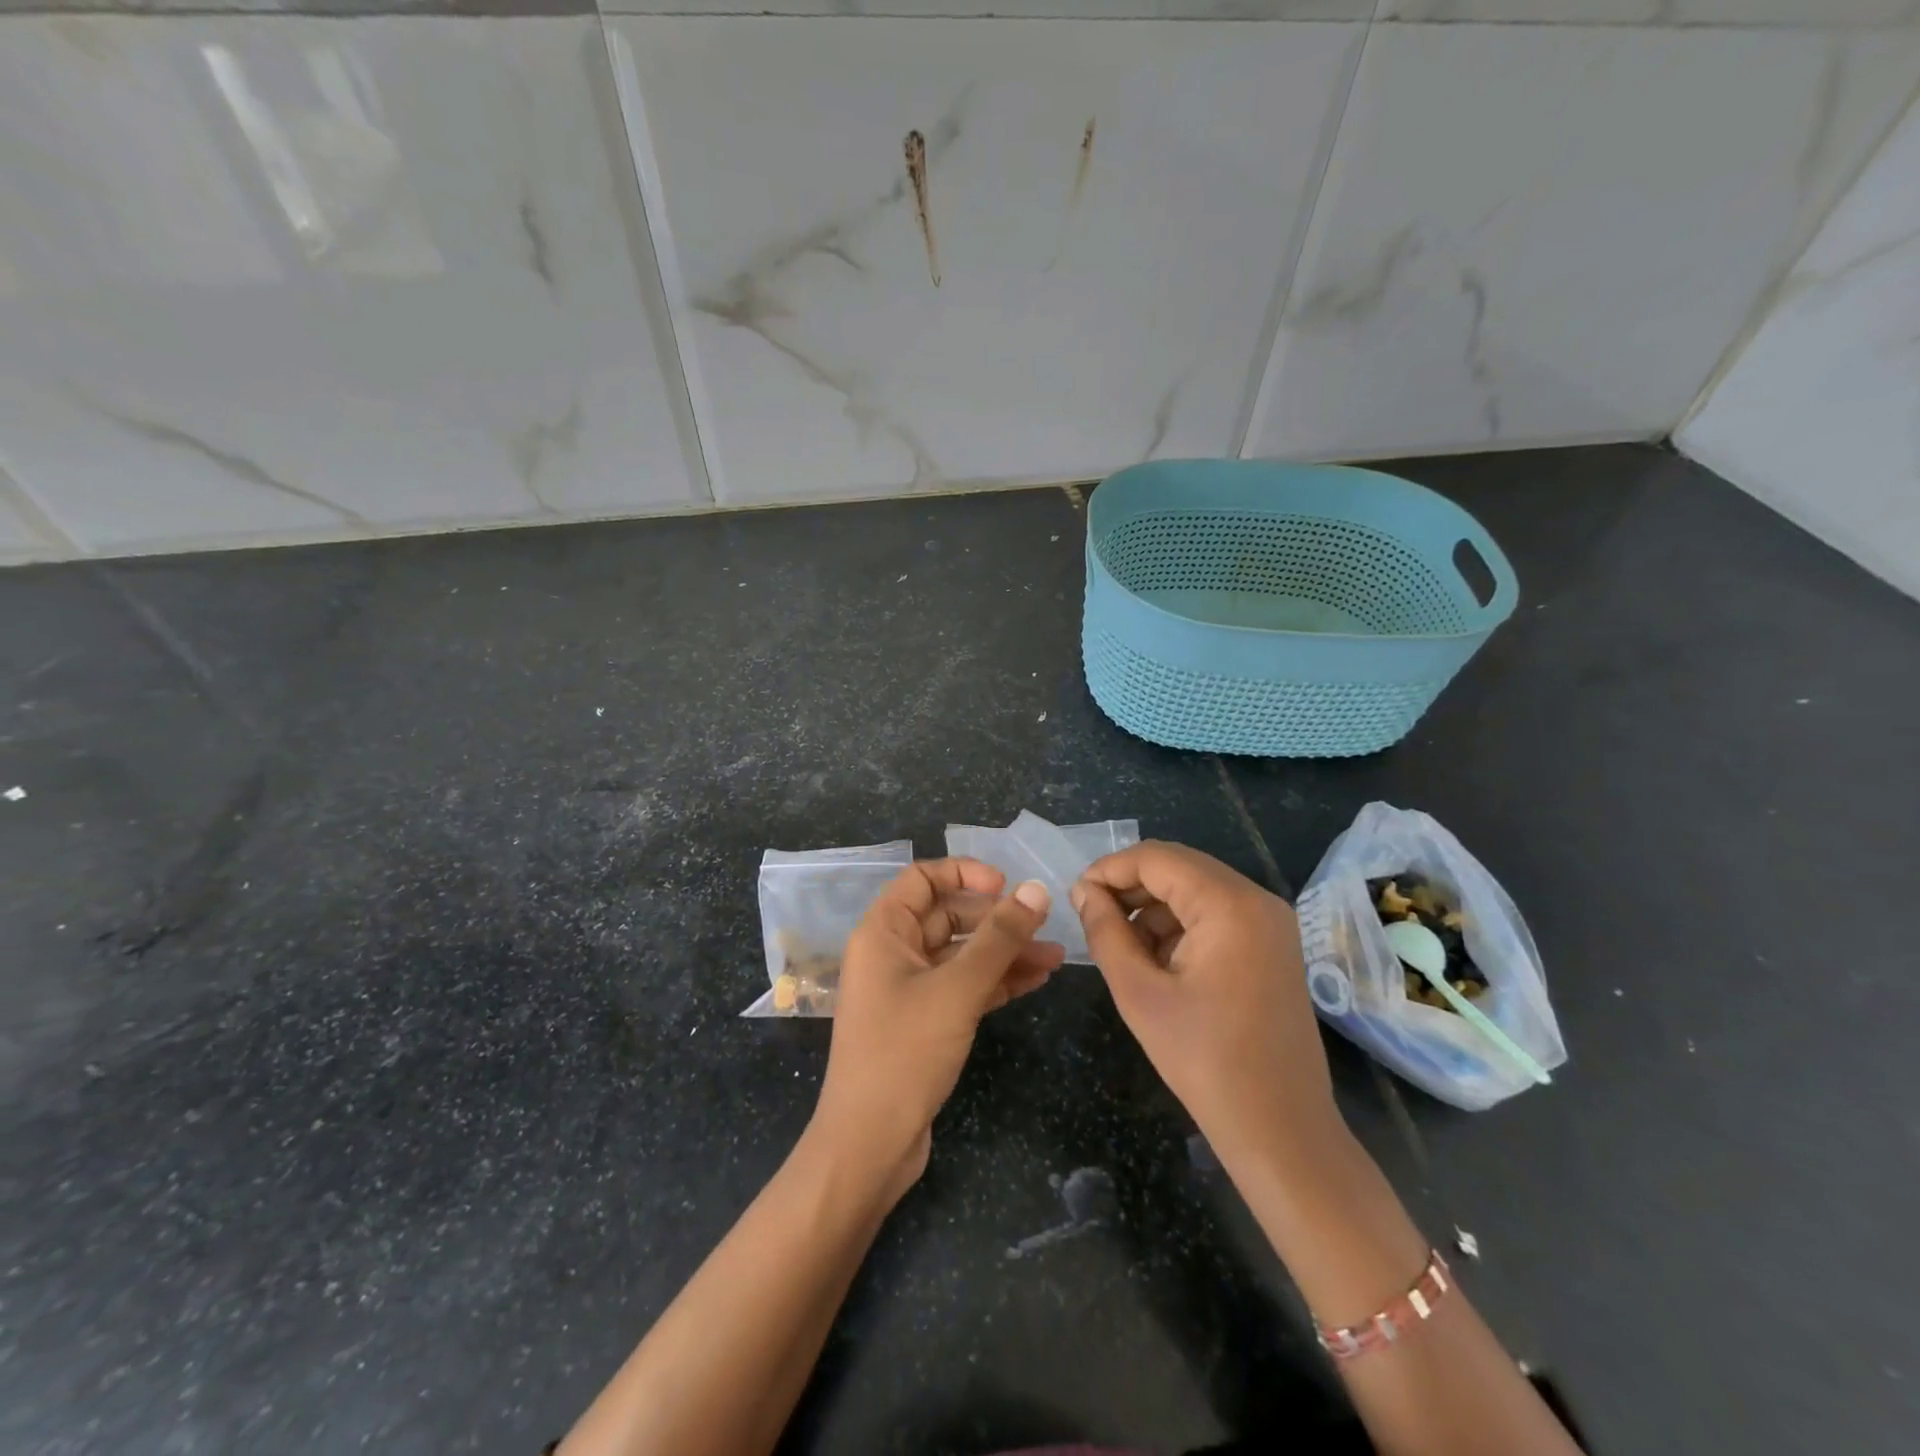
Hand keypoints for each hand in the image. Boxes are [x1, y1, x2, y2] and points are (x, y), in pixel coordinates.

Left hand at [812, 858, 1064, 1199]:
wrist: (869, 1144)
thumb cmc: (905, 1052)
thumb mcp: (957, 989)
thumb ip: (999, 938)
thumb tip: (1036, 890)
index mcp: (883, 931)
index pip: (922, 878)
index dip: (964, 873)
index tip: (1006, 884)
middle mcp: (892, 953)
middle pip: (947, 916)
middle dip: (996, 919)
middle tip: (1043, 923)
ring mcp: (907, 989)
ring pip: (961, 955)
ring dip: (1005, 953)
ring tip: (1055, 956)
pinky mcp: (924, 1021)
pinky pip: (963, 987)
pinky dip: (996, 981)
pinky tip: (1036, 980)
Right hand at [1072, 841, 1341, 1169]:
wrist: (1280, 1129)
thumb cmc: (1204, 1060)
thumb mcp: (1139, 993)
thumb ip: (1105, 932)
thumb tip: (1083, 891)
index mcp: (1229, 905)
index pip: (1156, 858)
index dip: (1109, 869)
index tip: (1075, 897)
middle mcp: (1257, 899)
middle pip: (1179, 868)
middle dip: (1130, 887)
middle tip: (1092, 918)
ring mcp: (1271, 922)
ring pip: (1196, 890)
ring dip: (1154, 909)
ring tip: (1123, 949)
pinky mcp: (1273, 945)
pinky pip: (1216, 914)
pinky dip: (1181, 926)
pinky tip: (1158, 962)